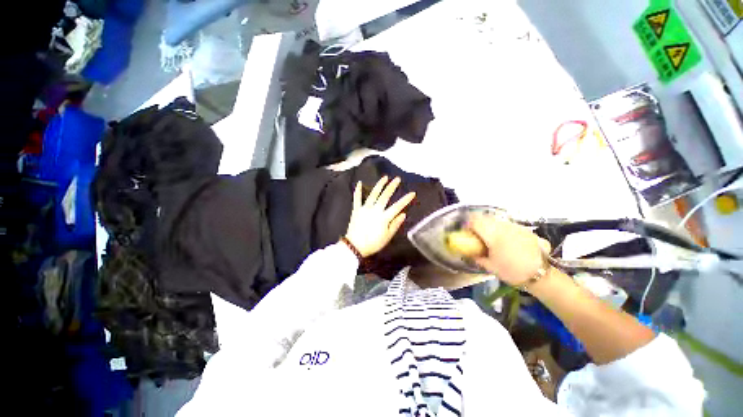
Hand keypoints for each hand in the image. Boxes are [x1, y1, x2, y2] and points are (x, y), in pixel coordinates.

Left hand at [345, 176, 415, 257]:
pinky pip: (357, 199)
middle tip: (397, 179)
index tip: (412, 193)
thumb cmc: (373, 243)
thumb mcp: (387, 237)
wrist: (355, 246)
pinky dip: (358, 191)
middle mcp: (375, 210)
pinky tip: (359, 183)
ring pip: (373, 194)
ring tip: (384, 177)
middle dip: (392, 187)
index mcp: (384, 217)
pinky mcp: (356, 210)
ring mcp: (365, 209)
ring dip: (379, 185)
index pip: (397, 206)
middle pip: (385, 196)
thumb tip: (403, 214)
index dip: (405, 199)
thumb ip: (395, 224)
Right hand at [467, 214, 550, 286]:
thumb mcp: (490, 266)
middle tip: (477, 234)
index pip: (474, 221)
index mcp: (492, 234)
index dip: (467, 225)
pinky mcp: (524, 229)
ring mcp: (515, 226)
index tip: (466, 232)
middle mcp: (502, 226)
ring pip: (496, 220)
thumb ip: (477, 257)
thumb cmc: (512, 271)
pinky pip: (508, 225)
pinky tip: (505, 240)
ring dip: (489, 225)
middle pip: (485, 218)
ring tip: (491, 237)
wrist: (541, 275)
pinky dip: (501, 228)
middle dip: (478, 223)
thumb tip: (468, 253)